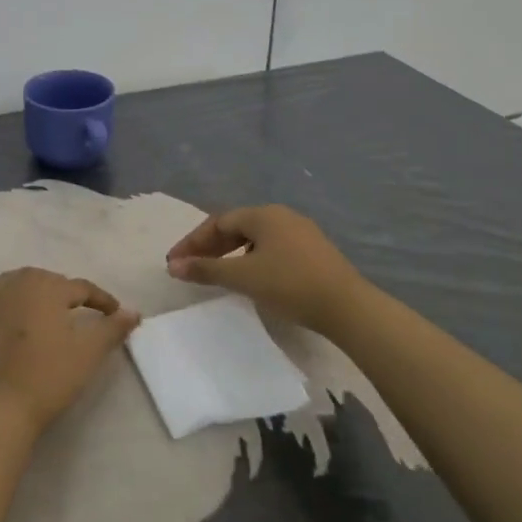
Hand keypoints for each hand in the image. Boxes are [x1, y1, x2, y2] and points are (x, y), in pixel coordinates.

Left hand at [0, 268, 140, 435]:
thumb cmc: (49, 376)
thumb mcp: (89, 352)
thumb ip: (113, 327)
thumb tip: (133, 312)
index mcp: (47, 286)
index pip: (82, 288)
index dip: (103, 300)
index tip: (117, 314)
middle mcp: (18, 282)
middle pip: (51, 281)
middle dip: (69, 294)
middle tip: (86, 314)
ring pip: (23, 285)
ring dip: (39, 294)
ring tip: (53, 313)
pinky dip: (11, 301)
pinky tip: (18, 314)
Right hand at [165, 204, 370, 333]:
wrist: (347, 307)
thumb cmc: (290, 285)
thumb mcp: (243, 277)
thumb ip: (206, 269)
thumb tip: (173, 265)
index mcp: (264, 214)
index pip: (218, 222)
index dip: (192, 241)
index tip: (174, 262)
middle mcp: (282, 216)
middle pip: (237, 227)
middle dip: (210, 246)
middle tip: (190, 267)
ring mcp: (301, 233)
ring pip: (255, 238)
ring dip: (230, 253)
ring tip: (216, 273)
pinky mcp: (314, 251)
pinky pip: (272, 248)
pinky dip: (251, 259)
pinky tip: (250, 277)